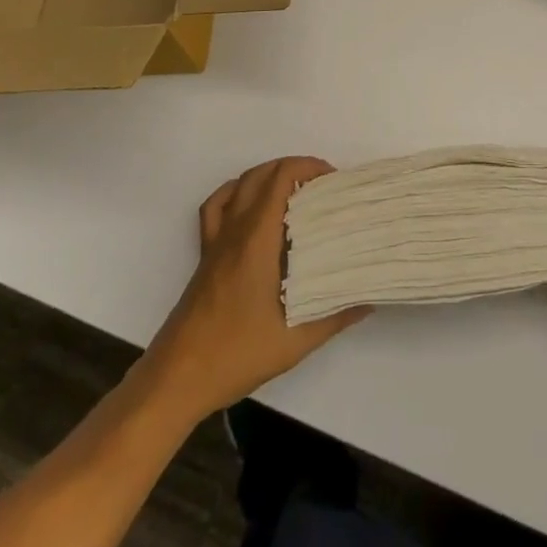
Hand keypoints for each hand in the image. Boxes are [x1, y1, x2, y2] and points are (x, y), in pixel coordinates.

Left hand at [142, 157, 367, 420]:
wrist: (177, 378)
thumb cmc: (236, 354)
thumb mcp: (295, 341)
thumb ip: (335, 317)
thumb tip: (369, 299)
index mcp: (257, 238)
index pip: (281, 177)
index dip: (309, 168)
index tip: (334, 183)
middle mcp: (235, 229)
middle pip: (263, 173)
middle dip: (295, 169)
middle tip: (322, 189)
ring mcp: (216, 240)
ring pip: (240, 184)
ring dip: (268, 176)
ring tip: (294, 192)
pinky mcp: (204, 254)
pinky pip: (216, 206)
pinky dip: (235, 193)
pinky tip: (251, 208)